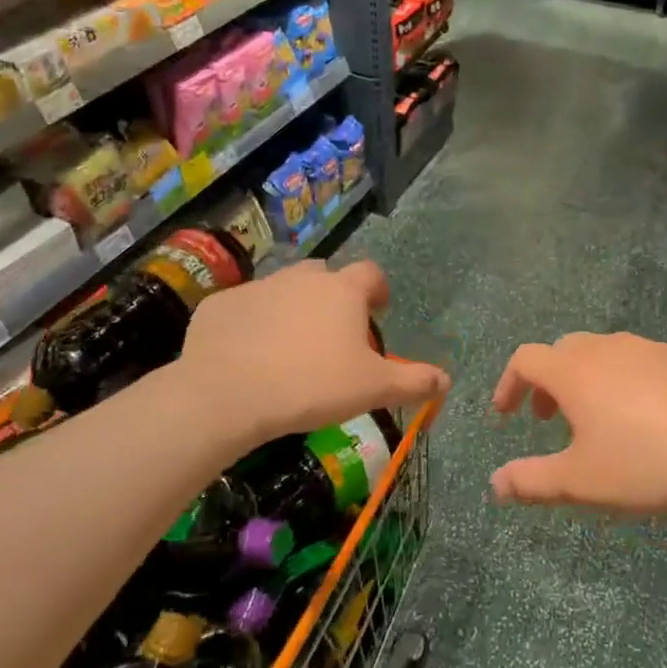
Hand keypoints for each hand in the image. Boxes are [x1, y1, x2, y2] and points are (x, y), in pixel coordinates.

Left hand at [178, 260, 448, 451]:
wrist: (227, 393)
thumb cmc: (312, 385)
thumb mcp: (373, 388)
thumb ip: (413, 381)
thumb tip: (446, 380)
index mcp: (342, 291)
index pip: (370, 274)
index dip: (378, 291)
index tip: (377, 312)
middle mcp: (301, 278)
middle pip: (325, 277)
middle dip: (332, 298)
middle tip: (332, 335)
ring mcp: (257, 287)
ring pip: (282, 290)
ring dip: (291, 310)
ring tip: (289, 348)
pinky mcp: (220, 305)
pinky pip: (244, 309)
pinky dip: (251, 325)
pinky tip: (247, 356)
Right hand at [490, 333, 666, 516]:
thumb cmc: (648, 464)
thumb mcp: (582, 482)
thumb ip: (531, 481)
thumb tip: (494, 484)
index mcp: (575, 371)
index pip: (526, 359)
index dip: (509, 384)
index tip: (506, 414)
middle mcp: (608, 348)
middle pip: (563, 350)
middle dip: (548, 382)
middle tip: (551, 419)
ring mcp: (650, 348)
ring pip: (604, 353)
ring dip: (588, 379)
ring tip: (600, 420)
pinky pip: (642, 361)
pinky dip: (627, 380)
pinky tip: (650, 416)